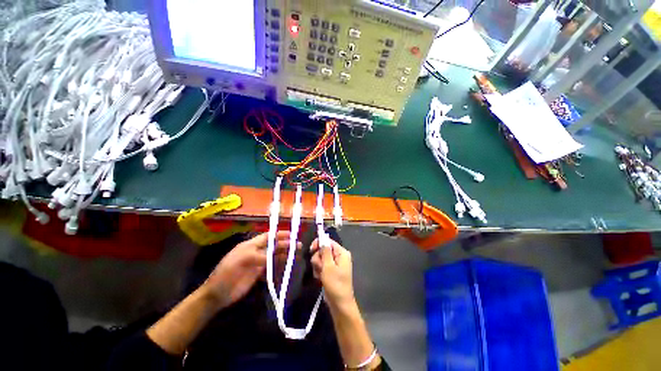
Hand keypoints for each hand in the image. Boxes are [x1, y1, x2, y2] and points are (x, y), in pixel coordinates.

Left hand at [203, 231, 293, 309]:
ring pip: (274, 257)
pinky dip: (279, 267)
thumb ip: (260, 257)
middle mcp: (255, 252)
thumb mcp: (242, 261)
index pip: (268, 237)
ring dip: (284, 255)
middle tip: (298, 246)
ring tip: (296, 256)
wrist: (216, 295)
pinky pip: (271, 268)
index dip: (279, 235)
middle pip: (273, 246)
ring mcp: (257, 264)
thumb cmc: (226, 274)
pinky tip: (286, 267)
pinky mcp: (258, 275)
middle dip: (285, 245)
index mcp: (250, 245)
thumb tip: (276, 256)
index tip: (292, 234)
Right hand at [311, 239, 354, 308]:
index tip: (311, 250)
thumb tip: (323, 239)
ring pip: (320, 259)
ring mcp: (334, 264)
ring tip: (321, 276)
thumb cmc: (335, 284)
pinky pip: (321, 267)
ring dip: (317, 267)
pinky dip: (319, 272)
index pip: (328, 241)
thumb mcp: (328, 266)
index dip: (319, 244)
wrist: (339, 304)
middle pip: (323, 250)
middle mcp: (338, 256)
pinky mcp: (330, 271)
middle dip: (318, 259)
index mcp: (341, 252)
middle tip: (320, 268)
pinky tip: (320, 279)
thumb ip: (325, 251)